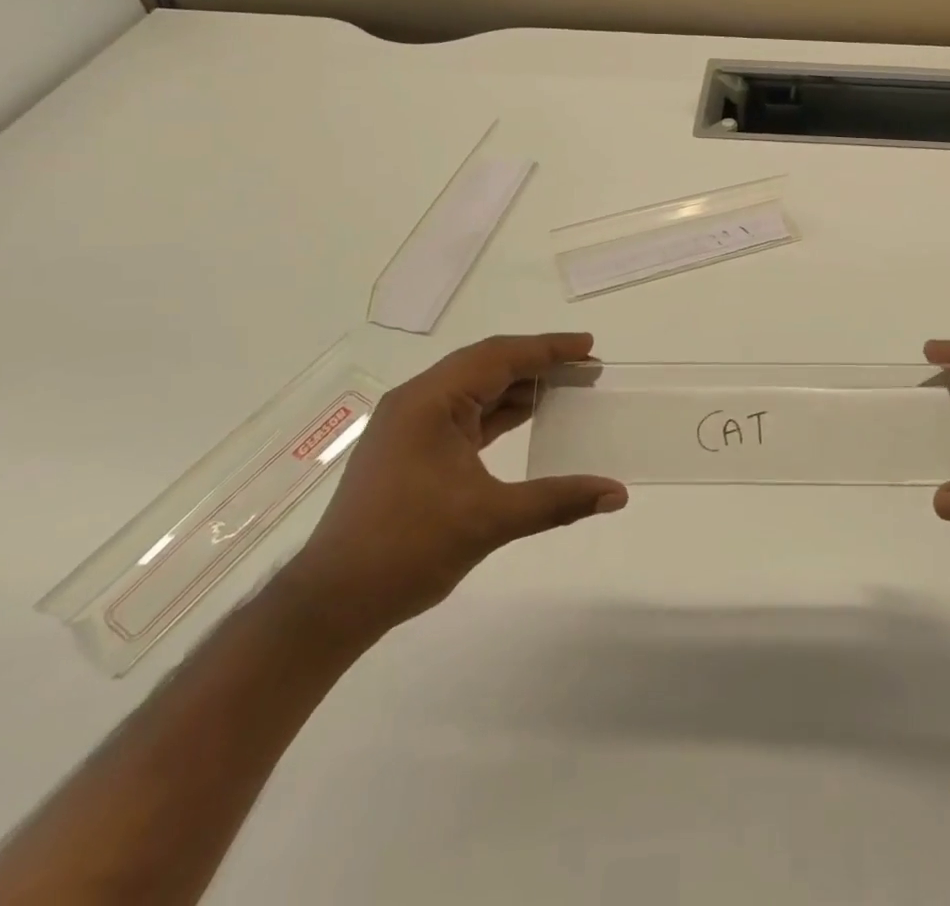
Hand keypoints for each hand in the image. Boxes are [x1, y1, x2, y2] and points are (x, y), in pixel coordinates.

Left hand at [275, 333, 625, 645]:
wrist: (332, 601)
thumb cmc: (408, 548)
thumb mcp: (490, 520)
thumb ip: (558, 501)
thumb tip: (618, 494)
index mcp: (430, 401)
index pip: (499, 357)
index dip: (548, 349)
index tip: (588, 347)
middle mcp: (417, 401)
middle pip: (486, 364)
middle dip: (537, 362)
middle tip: (584, 367)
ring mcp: (410, 425)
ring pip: (474, 388)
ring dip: (517, 386)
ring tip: (564, 387)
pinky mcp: (410, 449)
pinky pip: (463, 414)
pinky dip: (497, 411)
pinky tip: (525, 416)